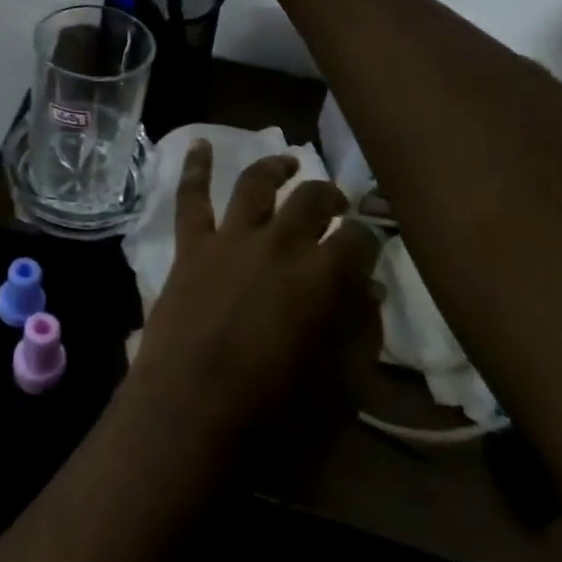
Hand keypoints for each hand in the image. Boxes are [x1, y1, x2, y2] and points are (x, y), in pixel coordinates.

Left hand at [129, 142, 382, 451]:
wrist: (190, 415)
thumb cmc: (273, 419)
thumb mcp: (339, 389)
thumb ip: (360, 334)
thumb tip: (370, 291)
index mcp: (322, 277)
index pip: (359, 239)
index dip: (370, 239)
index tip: (371, 246)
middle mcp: (279, 243)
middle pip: (311, 200)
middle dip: (330, 197)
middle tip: (338, 204)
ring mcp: (231, 239)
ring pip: (257, 185)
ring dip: (275, 168)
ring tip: (289, 161)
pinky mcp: (192, 246)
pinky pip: (191, 197)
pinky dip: (195, 167)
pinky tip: (198, 143)